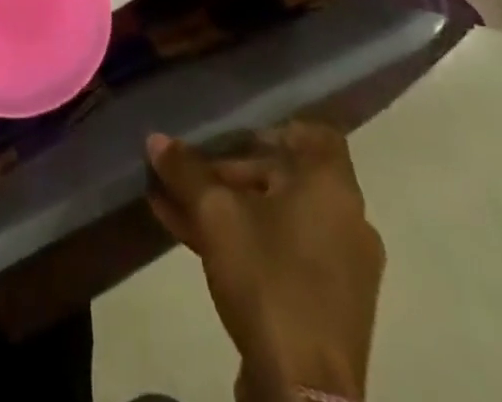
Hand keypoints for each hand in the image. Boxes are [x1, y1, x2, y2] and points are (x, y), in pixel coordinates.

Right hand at [147, 123, 383, 401]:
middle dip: (230, 171)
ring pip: (277, 217)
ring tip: (174, 202)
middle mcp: (346, 221)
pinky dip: (244, 239)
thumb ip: (186, 171)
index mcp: (331, 188)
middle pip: (285, 176)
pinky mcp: (328, 306)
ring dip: (228, 206)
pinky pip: (282, 252)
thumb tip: (156, 139)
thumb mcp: (215, 215)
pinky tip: (190, 237)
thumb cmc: (268, 280)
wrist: (304, 395)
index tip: (231, 133)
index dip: (273, 127)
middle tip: (187, 173)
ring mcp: (340, 268)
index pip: (314, 135)